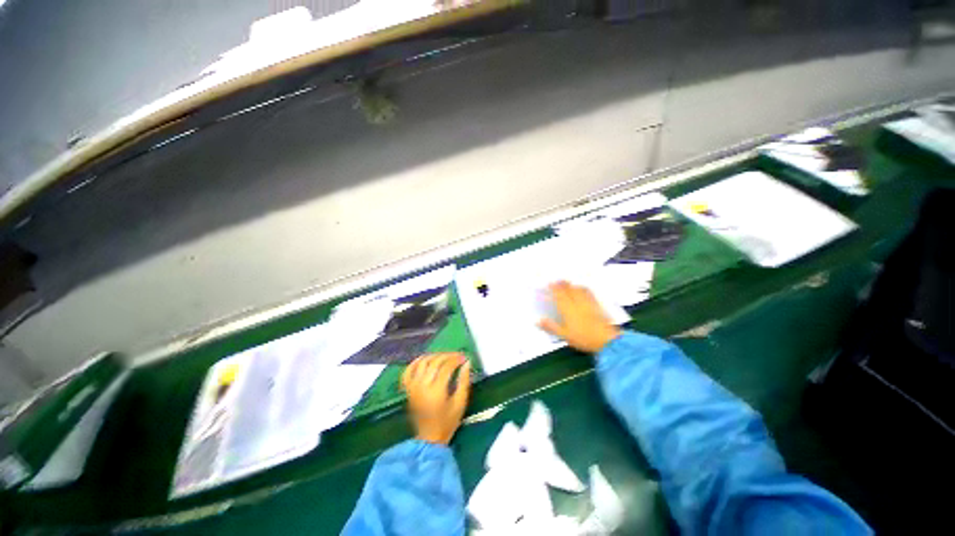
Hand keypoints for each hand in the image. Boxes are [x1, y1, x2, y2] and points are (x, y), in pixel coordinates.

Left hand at [402, 353, 471, 444]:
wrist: (429, 438)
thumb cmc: (448, 422)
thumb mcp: (460, 403)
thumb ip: (464, 381)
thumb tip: (467, 363)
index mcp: (437, 391)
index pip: (446, 367)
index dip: (456, 360)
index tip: (464, 358)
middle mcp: (422, 387)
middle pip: (434, 362)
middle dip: (447, 356)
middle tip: (457, 355)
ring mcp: (413, 387)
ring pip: (422, 363)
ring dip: (434, 356)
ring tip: (444, 356)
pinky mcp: (408, 389)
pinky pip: (408, 371)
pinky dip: (415, 362)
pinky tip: (424, 359)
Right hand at [539, 281, 620, 353]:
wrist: (607, 340)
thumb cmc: (583, 338)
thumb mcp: (564, 335)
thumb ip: (551, 327)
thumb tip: (538, 321)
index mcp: (568, 309)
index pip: (559, 295)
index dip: (553, 288)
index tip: (549, 283)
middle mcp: (577, 303)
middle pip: (569, 290)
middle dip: (562, 284)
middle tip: (557, 280)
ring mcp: (588, 303)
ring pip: (578, 289)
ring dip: (572, 284)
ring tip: (568, 282)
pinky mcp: (597, 305)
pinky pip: (588, 293)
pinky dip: (583, 288)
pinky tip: (583, 288)